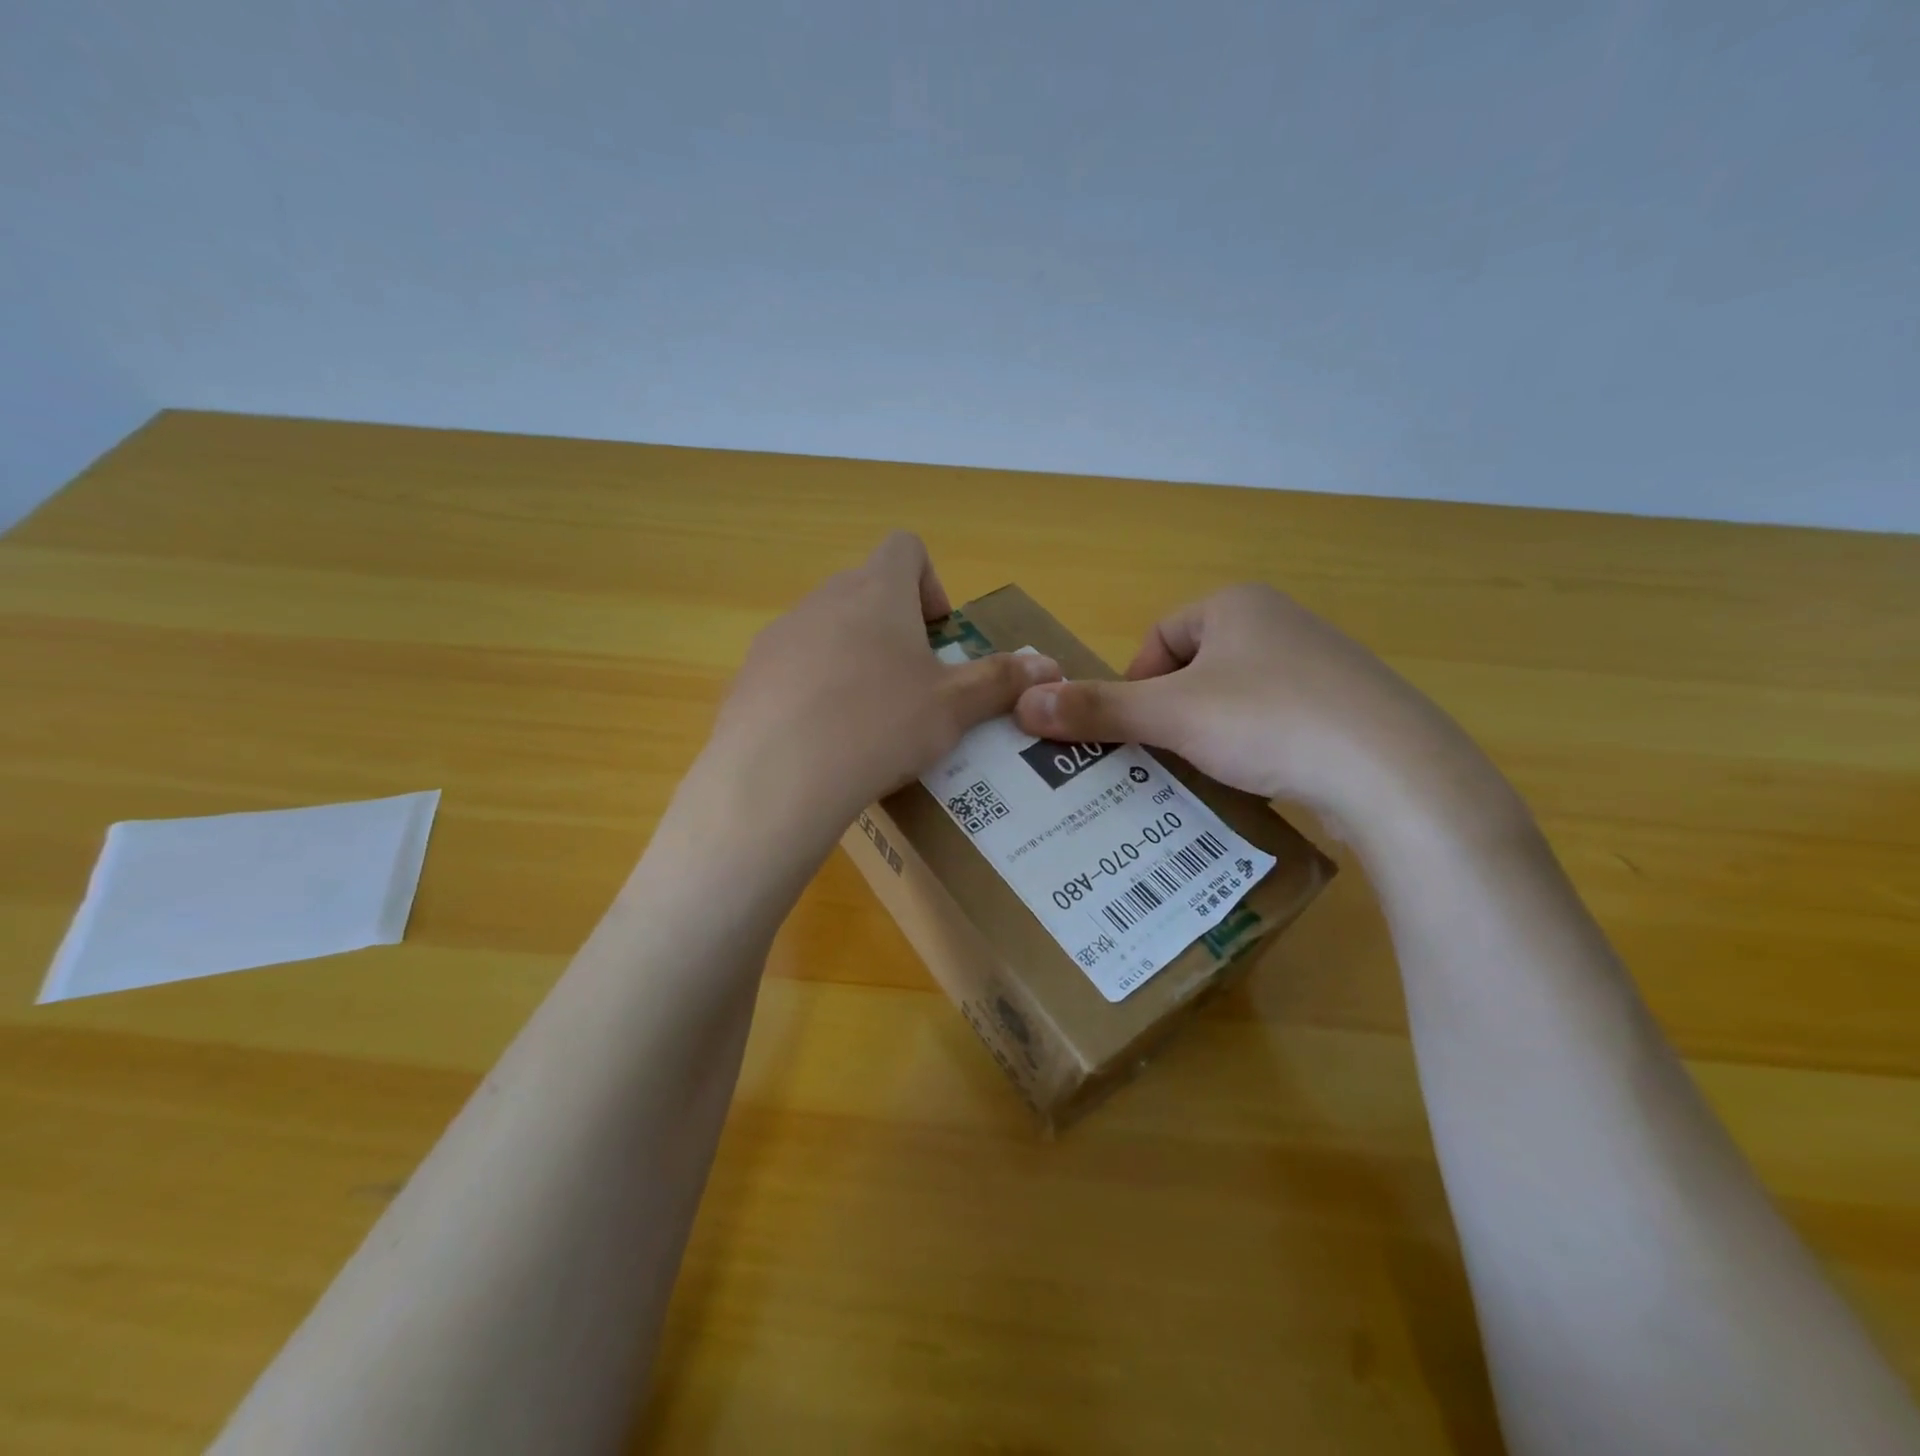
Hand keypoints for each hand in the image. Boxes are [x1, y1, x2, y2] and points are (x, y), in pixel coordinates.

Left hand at [702, 533, 1061, 838]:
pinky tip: (825, 739)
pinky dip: (815, 688)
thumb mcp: (953, 707)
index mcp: (877, 591)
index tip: (939, 633)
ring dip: (855, 657)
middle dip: (896, 627)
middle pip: (867, 589)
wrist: (778, 777)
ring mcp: (780, 635)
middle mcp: (824, 598)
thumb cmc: (880, 724)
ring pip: (828, 629)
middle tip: (914, 683)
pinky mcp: (750, 675)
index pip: (906, 547)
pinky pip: (793, 668)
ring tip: (869, 718)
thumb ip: (1001, 681)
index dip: (931, 581)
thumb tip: (1049, 666)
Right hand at [1012, 583, 1498, 834]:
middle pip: (1194, 670)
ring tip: (1206, 775)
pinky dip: (1256, 749)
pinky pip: (1277, 722)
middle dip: (1170, 714)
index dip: (1135, 684)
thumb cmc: (1270, 722)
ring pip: (1234, 699)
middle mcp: (1279, 622)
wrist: (1395, 773)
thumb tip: (1023, 704)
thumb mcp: (1173, 716)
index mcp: (1237, 605)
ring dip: (1209, 735)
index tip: (1136, 730)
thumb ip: (1098, 709)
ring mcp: (1320, 665)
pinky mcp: (1348, 709)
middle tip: (1162, 758)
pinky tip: (1260, 781)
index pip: (1158, 637)